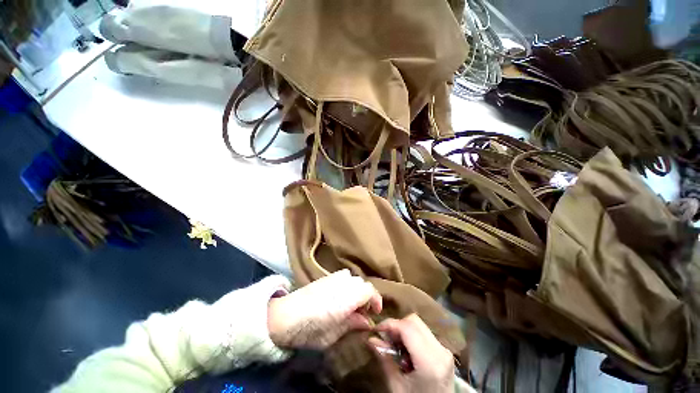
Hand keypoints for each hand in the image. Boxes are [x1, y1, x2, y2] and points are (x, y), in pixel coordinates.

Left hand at [267, 270, 381, 348]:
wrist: (283, 316)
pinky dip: (348, 284)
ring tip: (352, 303)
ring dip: (357, 289)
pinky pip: (343, 276)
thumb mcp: (331, 336)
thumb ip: (351, 324)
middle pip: (362, 282)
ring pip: (353, 277)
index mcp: (344, 299)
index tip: (376, 311)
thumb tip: (367, 321)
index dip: (376, 299)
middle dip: (366, 296)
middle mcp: (341, 284)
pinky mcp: (325, 277)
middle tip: (362, 312)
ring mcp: (332, 278)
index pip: (368, 290)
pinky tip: (341, 296)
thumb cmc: (307, 331)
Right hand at [370, 314, 454, 392]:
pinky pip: (424, 332)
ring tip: (395, 346)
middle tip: (385, 339)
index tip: (376, 330)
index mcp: (430, 362)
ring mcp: (444, 350)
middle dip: (396, 326)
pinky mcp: (444, 351)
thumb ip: (385, 360)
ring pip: (419, 325)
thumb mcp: (396, 387)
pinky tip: (406, 350)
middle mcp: (440, 351)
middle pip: (414, 321)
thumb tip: (370, 338)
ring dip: (403, 330)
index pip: (407, 327)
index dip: (389, 324)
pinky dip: (411, 335)